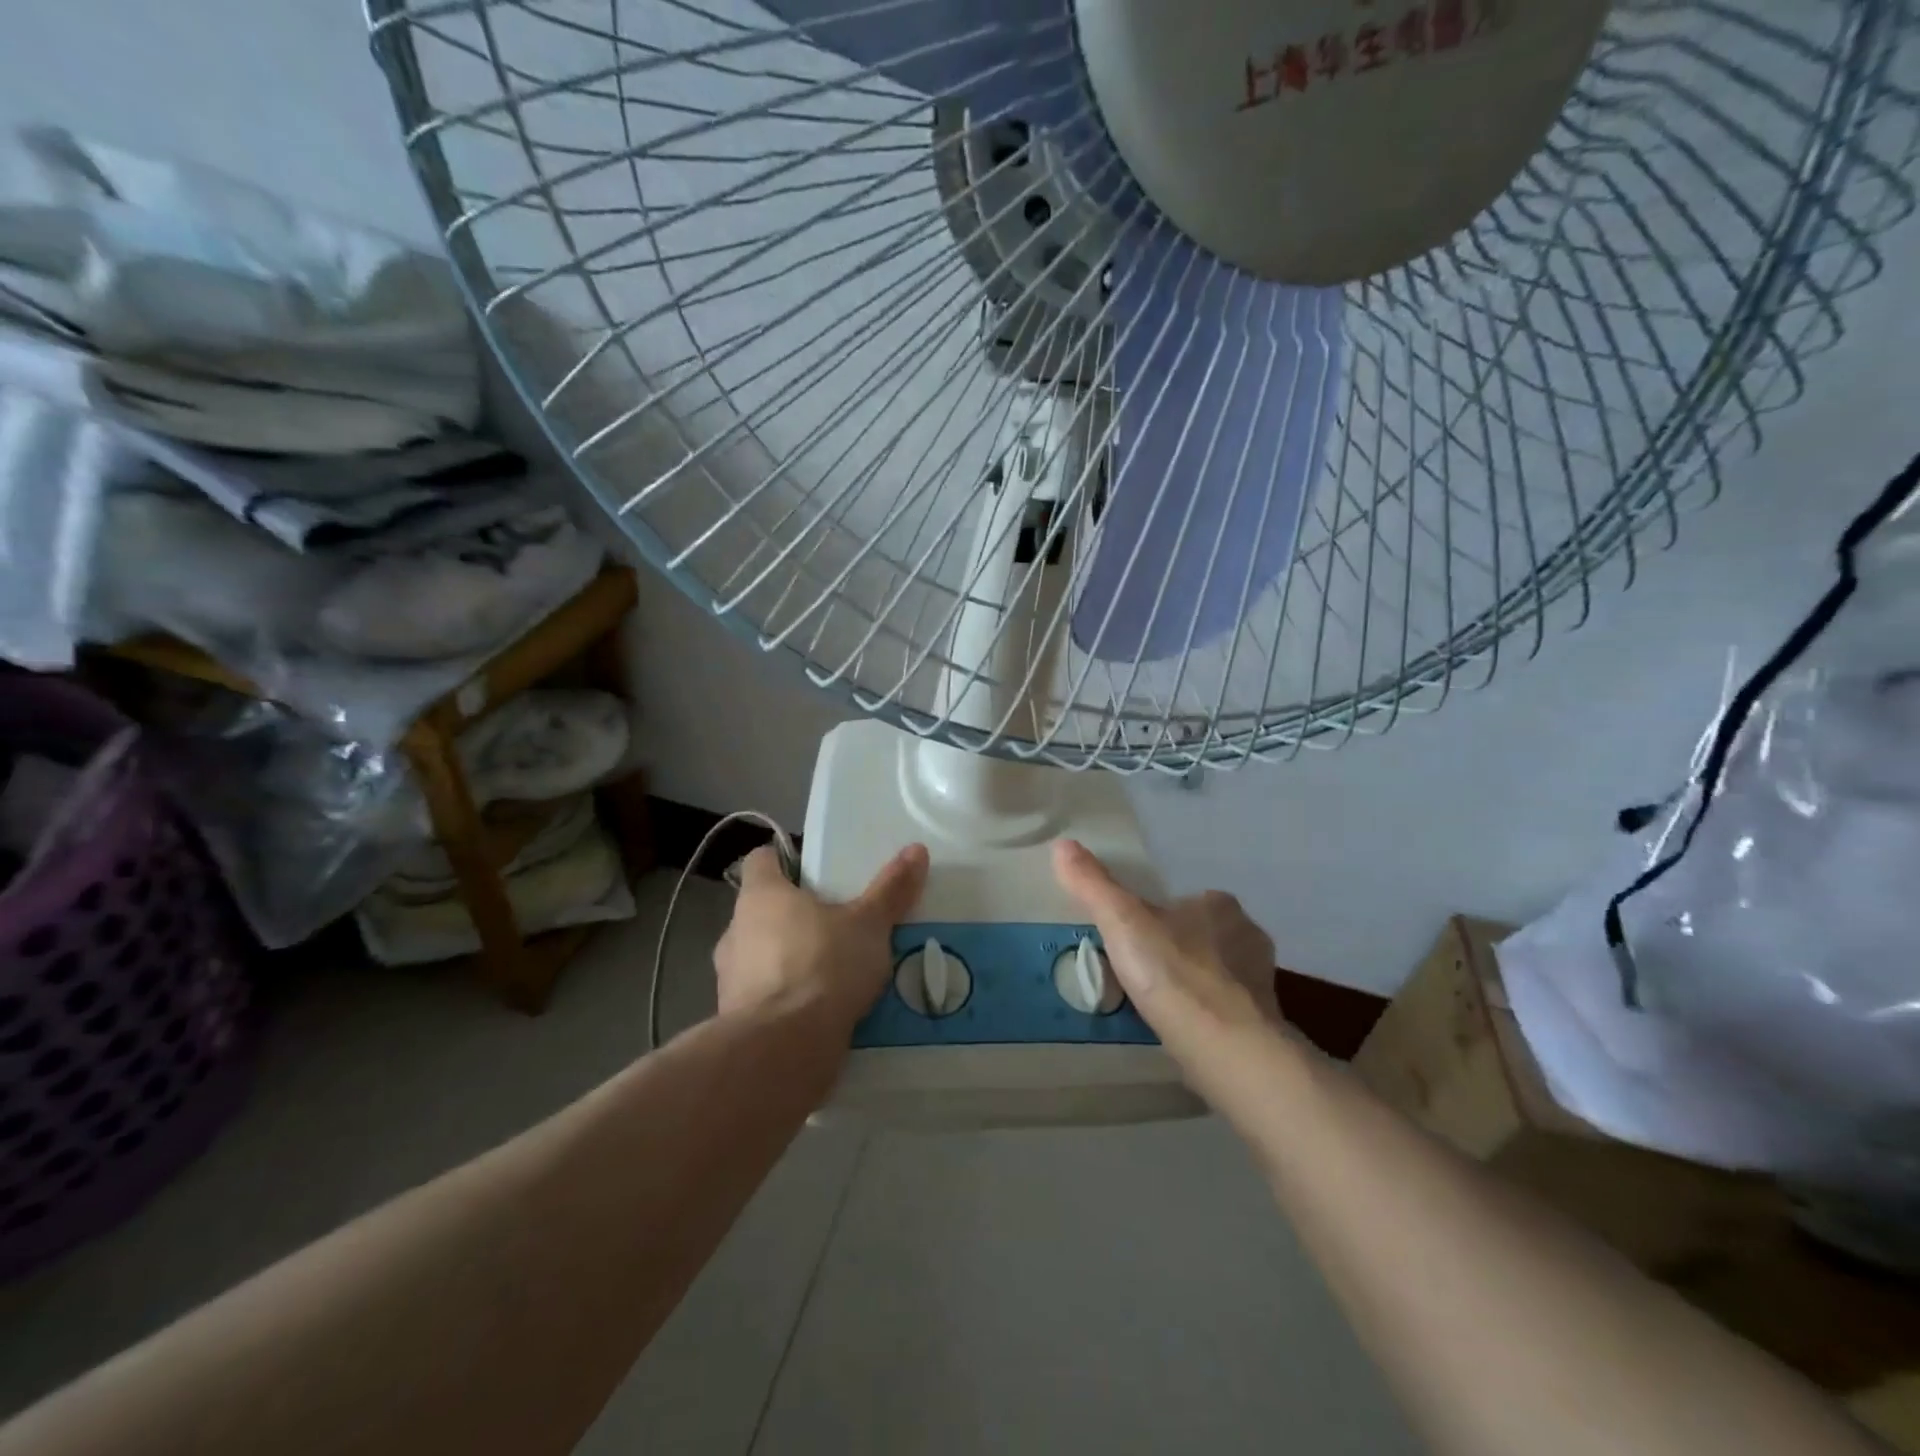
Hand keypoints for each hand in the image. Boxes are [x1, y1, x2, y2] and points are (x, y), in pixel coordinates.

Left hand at [714, 843, 929, 1049]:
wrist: (782, 1051)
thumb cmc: (822, 967)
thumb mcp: (869, 924)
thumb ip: (891, 889)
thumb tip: (916, 849)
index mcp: (761, 896)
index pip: (761, 860)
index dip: (786, 860)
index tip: (816, 871)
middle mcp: (736, 931)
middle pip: (764, 910)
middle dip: (797, 915)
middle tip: (838, 922)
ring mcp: (730, 979)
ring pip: (763, 955)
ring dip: (791, 959)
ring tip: (836, 970)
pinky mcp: (735, 1020)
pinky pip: (766, 997)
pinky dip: (788, 998)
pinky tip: (822, 1009)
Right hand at [1053, 839, 1283, 1092]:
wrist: (1227, 1048)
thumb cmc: (1173, 973)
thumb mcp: (1121, 921)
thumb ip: (1092, 884)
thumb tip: (1062, 845)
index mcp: (1220, 904)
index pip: (1188, 899)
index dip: (1161, 915)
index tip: (1136, 936)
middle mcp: (1248, 934)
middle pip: (1204, 934)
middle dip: (1180, 948)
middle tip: (1144, 971)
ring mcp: (1261, 980)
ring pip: (1219, 971)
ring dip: (1196, 981)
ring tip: (1162, 1002)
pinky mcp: (1265, 1020)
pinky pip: (1229, 1007)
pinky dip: (1209, 1012)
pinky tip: (1187, 1028)